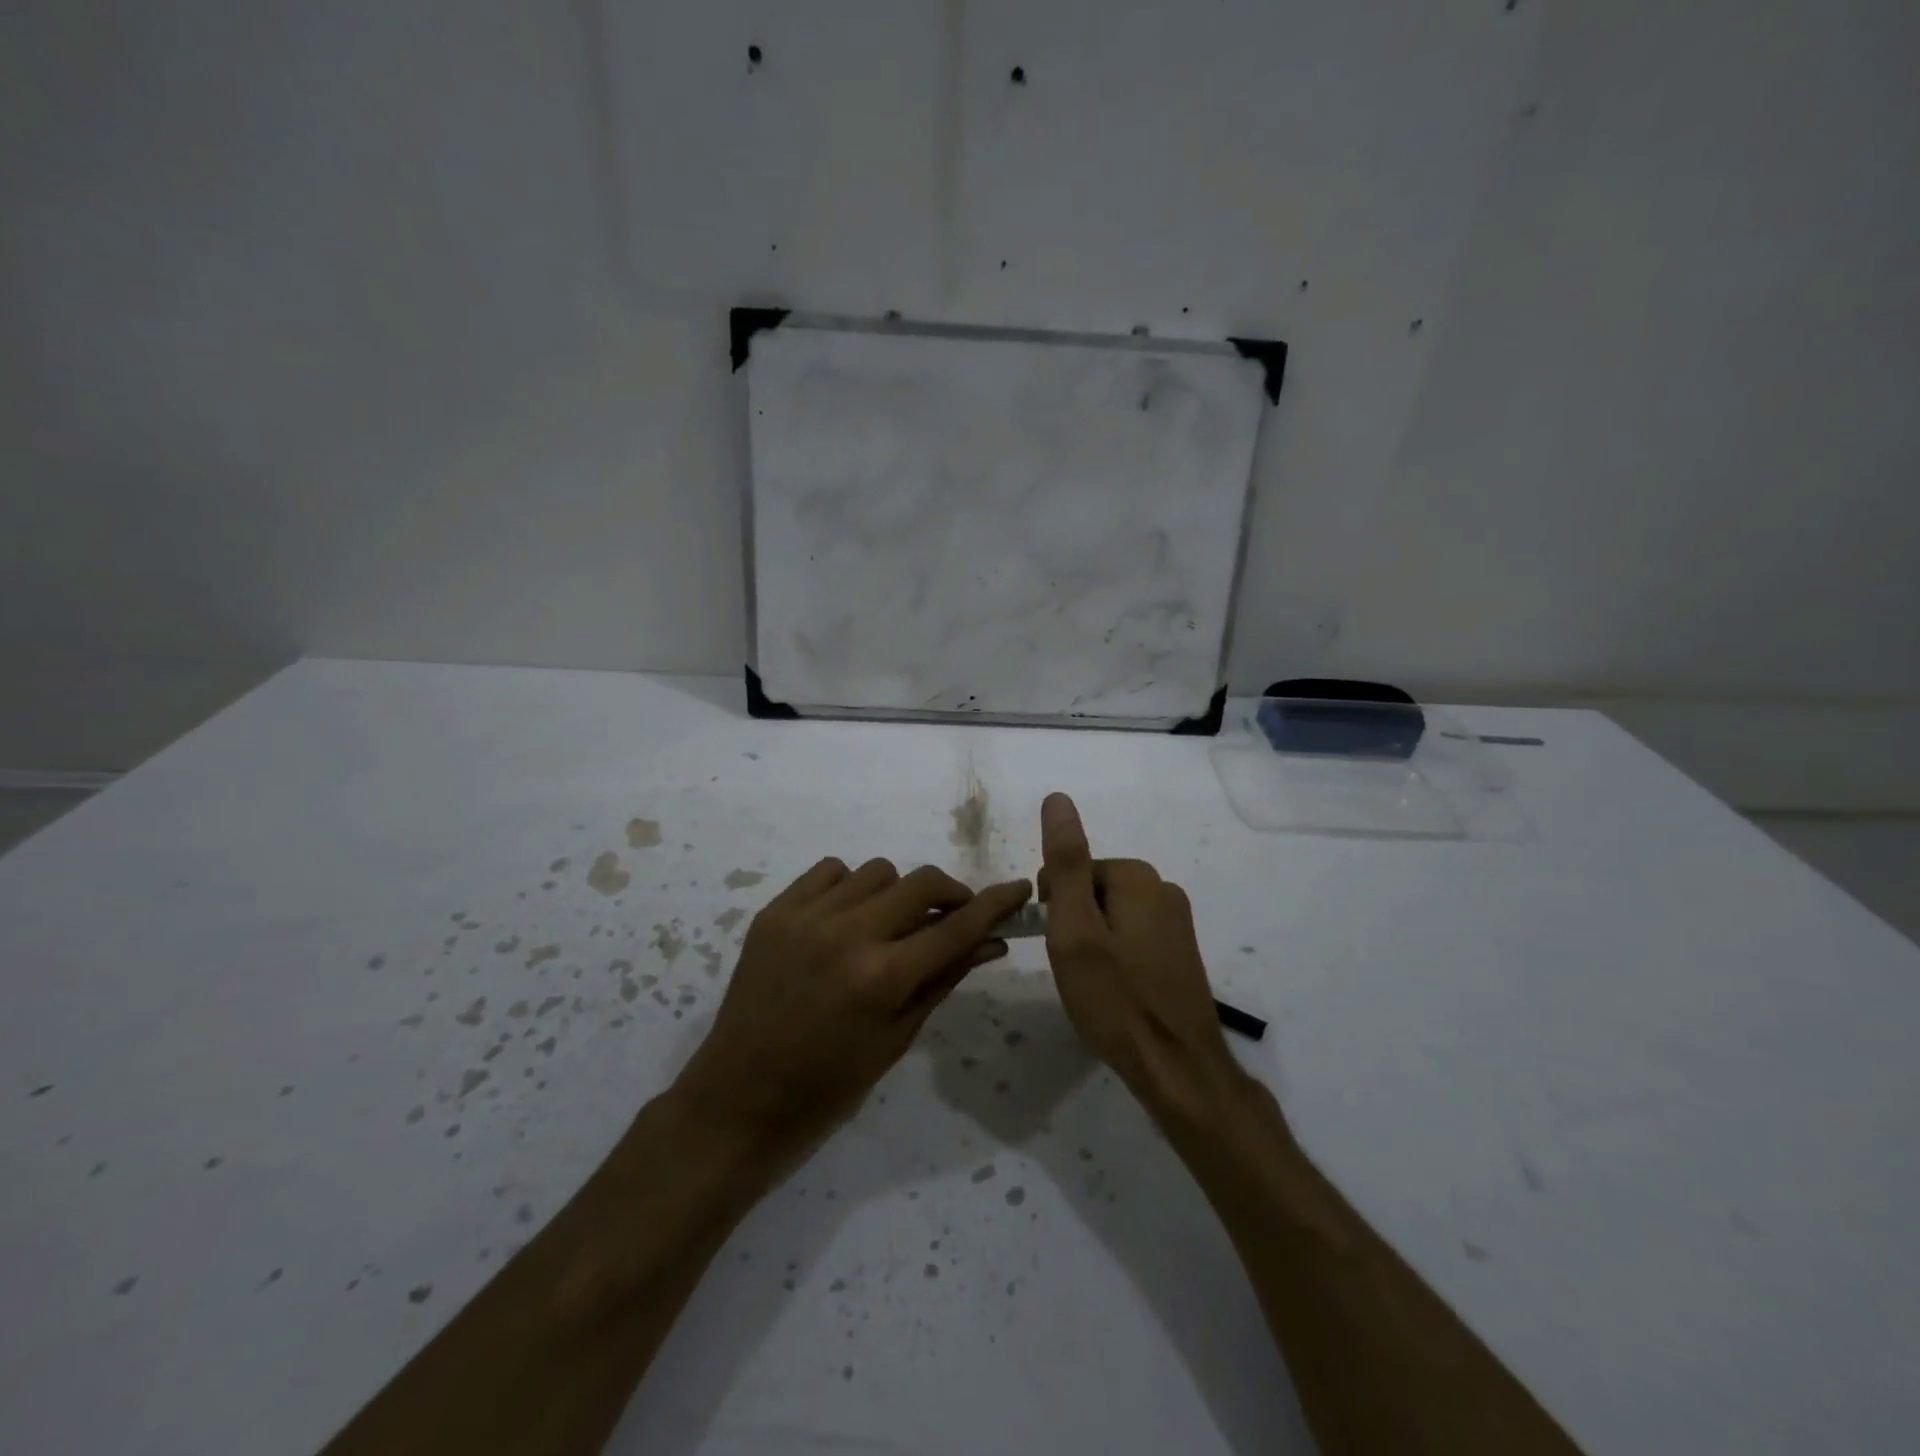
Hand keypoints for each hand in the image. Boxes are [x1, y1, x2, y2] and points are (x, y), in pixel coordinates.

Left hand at [674, 857, 1030, 1166]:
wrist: (739, 1100)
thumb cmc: (828, 1087)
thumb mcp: (896, 1038)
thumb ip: (943, 978)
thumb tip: (990, 941)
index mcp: (881, 978)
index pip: (955, 927)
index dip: (994, 904)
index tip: (1018, 889)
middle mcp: (846, 935)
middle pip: (920, 882)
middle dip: (949, 894)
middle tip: (952, 916)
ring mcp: (805, 917)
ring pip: (877, 871)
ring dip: (896, 893)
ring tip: (889, 926)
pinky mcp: (775, 912)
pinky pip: (830, 871)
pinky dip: (850, 887)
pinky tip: (848, 918)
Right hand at [1038, 793, 1238, 1115]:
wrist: (1177, 1069)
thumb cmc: (1116, 998)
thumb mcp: (1075, 928)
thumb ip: (1066, 862)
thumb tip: (1057, 797)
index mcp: (1139, 877)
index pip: (1072, 871)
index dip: (1055, 908)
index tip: (1061, 947)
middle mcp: (1164, 889)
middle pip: (1093, 890)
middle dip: (1076, 924)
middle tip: (1077, 970)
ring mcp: (1178, 921)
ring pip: (1111, 916)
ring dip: (1094, 943)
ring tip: (1096, 985)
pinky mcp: (1181, 950)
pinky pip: (1132, 937)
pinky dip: (1116, 958)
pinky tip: (1118, 992)